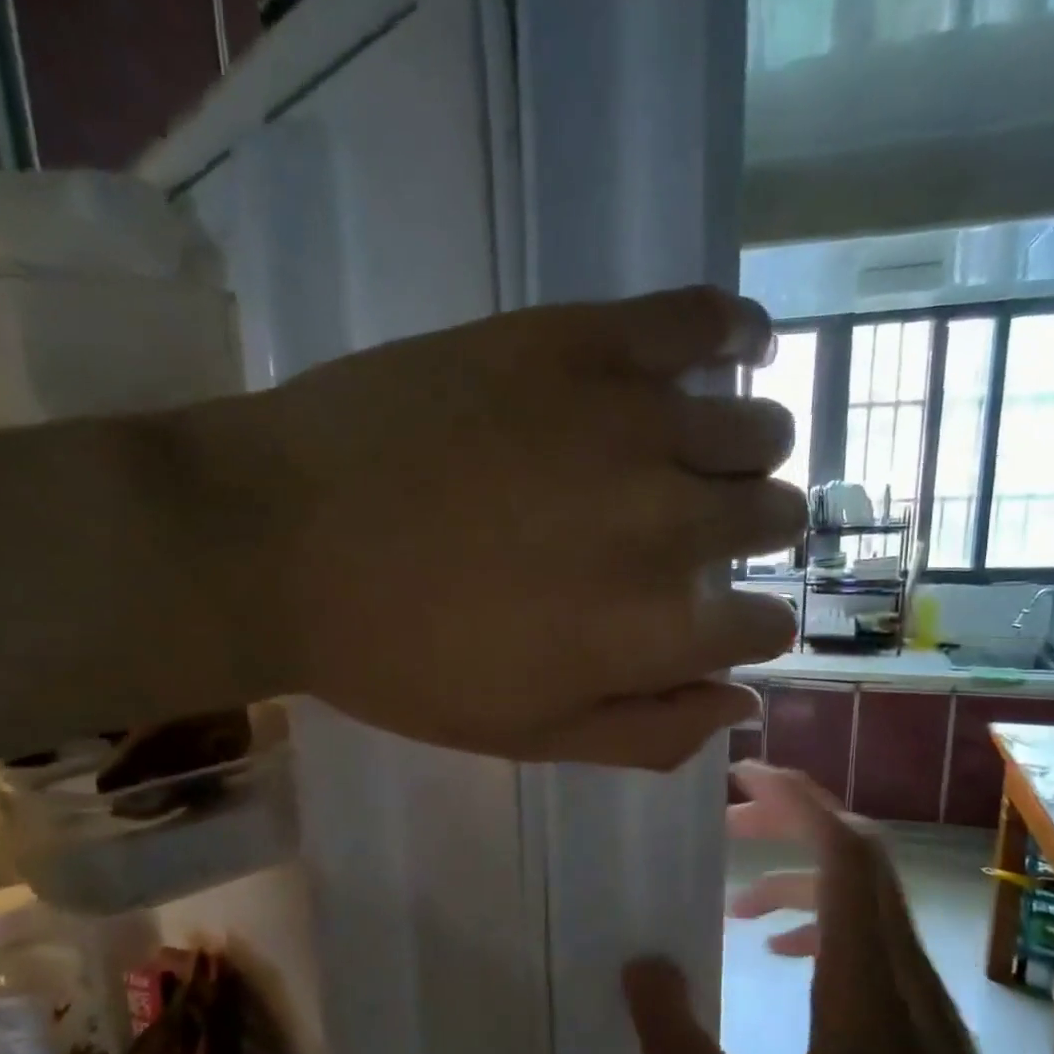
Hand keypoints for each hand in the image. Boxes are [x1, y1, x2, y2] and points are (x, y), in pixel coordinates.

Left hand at [172, 287, 803, 767]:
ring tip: (698, 457)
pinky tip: (736, 348)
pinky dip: (737, 332)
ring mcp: (631, 422)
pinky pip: (703, 317)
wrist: (278, 542)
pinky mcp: (581, 341)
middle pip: (775, 519)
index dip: (750, 627)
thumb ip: (647, 732)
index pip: (764, 627)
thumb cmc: (400, 659)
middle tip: (697, 535)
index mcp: (654, 631)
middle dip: (753, 537)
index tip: (720, 619)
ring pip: (757, 428)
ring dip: (746, 455)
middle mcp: (671, 524)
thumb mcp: (526, 736)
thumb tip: (743, 703)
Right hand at [624, 763, 1053, 1053]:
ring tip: (738, 906)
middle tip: (725, 825)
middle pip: (862, 858)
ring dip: (804, 877)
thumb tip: (639, 966)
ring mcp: (928, 1004)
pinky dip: (826, 924)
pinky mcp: (931, 1032)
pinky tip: (788, 963)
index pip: (846, 852)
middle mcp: (906, 977)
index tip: (742, 775)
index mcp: (868, 988)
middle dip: (793, 822)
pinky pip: (876, 943)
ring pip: (871, 900)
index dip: (798, 799)